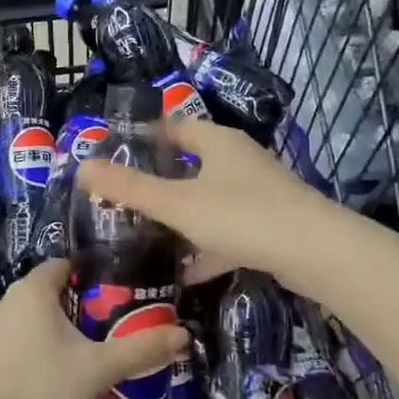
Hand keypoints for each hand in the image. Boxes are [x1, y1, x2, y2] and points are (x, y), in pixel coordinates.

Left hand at [0, 258, 187, 398]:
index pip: (64, 265)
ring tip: (93, 355)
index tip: (120, 293)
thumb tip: (184, 334)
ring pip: (37, 321)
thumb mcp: (99, 368)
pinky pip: (23, 343)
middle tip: (114, 328)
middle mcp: (9, 302)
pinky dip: (44, 352)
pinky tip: (62, 379)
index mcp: (33, 290)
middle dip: (82, 308)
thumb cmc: (42, 387)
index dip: (92, 274)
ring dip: (63, 333)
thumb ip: (140, 349)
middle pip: (52, 293)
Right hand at [76, 118, 336, 286]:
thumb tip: (81, 168)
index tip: (115, 154)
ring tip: (147, 233)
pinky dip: (206, 246)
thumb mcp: (177, 203)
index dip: (144, 137)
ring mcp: (257, 192)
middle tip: (125, 197)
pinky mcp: (269, 225)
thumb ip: (130, 188)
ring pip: (209, 199)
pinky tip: (185, 272)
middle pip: (191, 163)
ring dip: (182, 216)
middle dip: (160, 180)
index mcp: (217, 142)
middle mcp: (238, 160)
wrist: (316, 253)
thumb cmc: (242, 215)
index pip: (174, 127)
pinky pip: (227, 230)